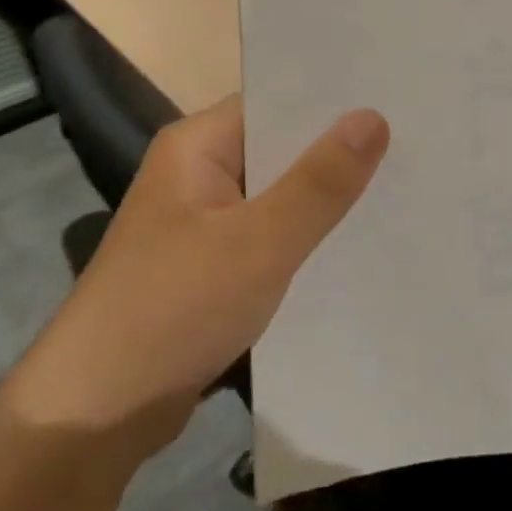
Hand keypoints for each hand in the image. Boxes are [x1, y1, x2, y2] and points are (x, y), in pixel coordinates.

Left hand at [3, 96, 388, 444]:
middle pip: (280, 148)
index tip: (397, 97)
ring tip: (402, 186)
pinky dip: (305, 236)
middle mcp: (197, 173)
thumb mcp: (259, 242)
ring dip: (325, 197)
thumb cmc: (174, 310)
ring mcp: (202, 222)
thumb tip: (373, 116)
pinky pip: (269, 235)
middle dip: (339, 150)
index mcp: (197, 146)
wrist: (96, 413)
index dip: (333, 101)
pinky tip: (356, 242)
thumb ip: (319, 181)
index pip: (275, 101)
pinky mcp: (210, 266)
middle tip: (415, 143)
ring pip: (278, 195)